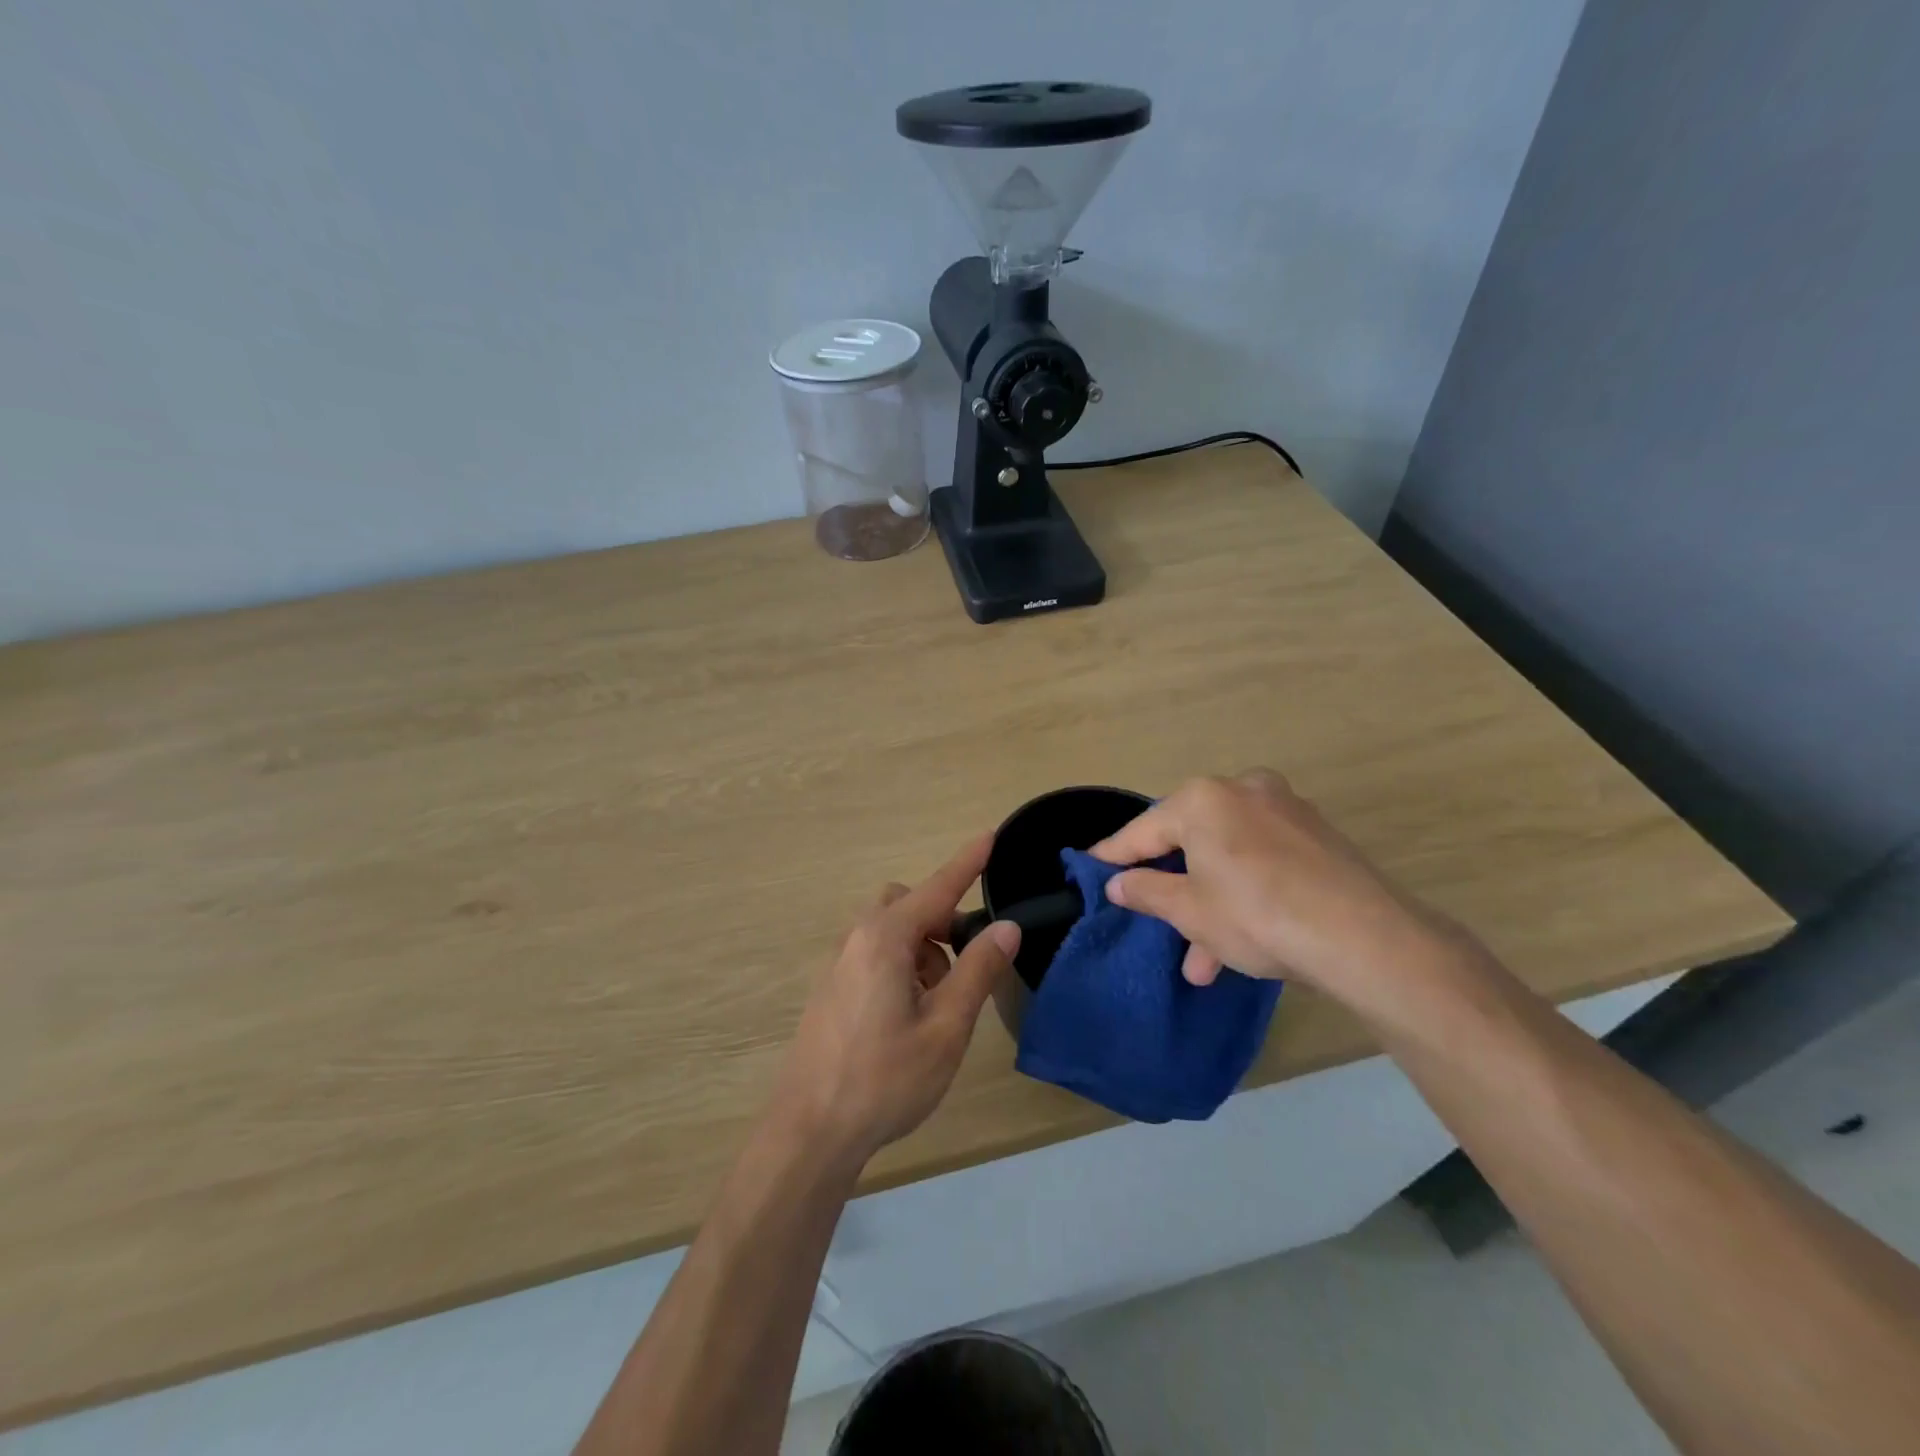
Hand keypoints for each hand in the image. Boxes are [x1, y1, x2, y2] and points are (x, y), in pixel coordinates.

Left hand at [774, 835, 1020, 1168]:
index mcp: (886, 938)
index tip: (990, 834)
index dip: (967, 862)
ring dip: (922, 950)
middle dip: (941, 921)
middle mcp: (857, 938)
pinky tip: (908, 1019)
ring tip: (938, 1006)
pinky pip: (873, 955)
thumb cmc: (885, 1078)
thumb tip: (1006, 927)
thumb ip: (978, 970)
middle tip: (964, 965)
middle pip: (907, 905)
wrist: (810, 1130)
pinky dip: (901, 966)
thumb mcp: (946, 1027)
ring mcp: (838, 963)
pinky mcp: (831, 988)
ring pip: (890, 931)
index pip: (937, 888)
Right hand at [1091, 770, 1469, 1000]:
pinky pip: (1261, 860)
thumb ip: (1146, 891)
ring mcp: (1285, 810)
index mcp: (1203, 799)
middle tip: (1150, 918)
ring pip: (1228, 856)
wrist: (1364, 937)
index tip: (1091, 870)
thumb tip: (1118, 884)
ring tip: (1200, 961)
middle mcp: (1242, 790)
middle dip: (1172, 889)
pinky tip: (1240, 942)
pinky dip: (1244, 893)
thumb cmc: (1257, 915)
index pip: (1143, 830)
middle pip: (1189, 840)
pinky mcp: (1316, 835)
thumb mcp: (1189, 910)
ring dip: (1210, 903)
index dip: (1114, 856)